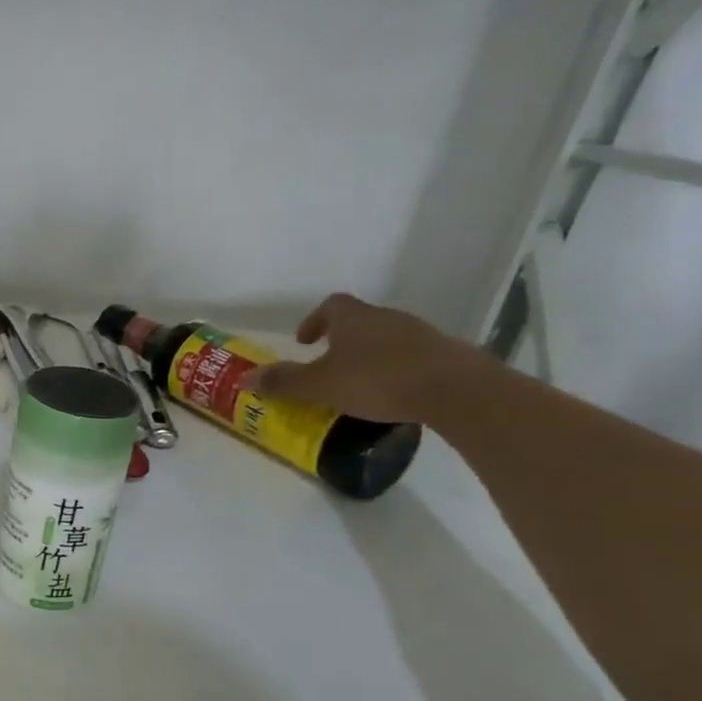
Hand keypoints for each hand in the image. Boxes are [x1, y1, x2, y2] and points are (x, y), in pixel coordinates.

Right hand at [243, 292, 492, 423]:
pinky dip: (397, 369)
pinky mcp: (446, 355)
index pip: (331, 306)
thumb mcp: (320, 385)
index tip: (305, 341)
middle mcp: (387, 318)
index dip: (314, 320)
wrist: (456, 390)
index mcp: (354, 319)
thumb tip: (245, 378)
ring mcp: (421, 334)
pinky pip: (412, 357)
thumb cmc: (377, 380)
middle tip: (328, 365)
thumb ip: (284, 381)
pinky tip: (393, 394)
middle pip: (359, 321)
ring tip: (359, 383)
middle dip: (341, 340)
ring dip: (369, 355)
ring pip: (387, 338)